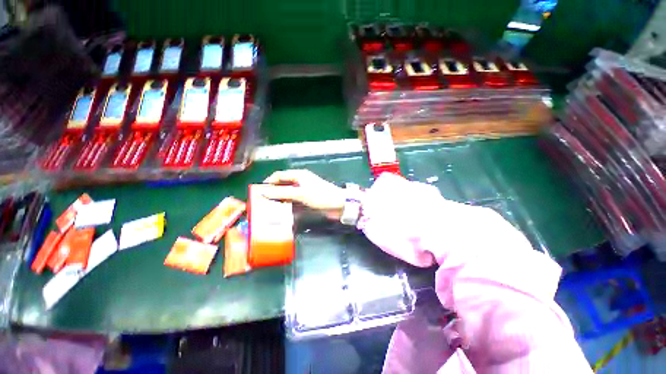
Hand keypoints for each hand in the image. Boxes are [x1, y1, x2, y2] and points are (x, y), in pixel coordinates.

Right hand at [263, 169, 345, 219]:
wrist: (339, 204)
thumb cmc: (321, 196)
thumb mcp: (301, 194)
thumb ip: (283, 192)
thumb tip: (265, 192)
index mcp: (299, 175)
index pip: (279, 175)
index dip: (269, 182)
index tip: (259, 192)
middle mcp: (300, 182)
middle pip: (282, 185)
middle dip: (273, 192)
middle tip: (262, 202)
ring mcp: (303, 191)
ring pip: (287, 194)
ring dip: (279, 199)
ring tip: (269, 208)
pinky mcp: (306, 199)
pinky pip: (293, 201)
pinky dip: (287, 204)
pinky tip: (281, 211)